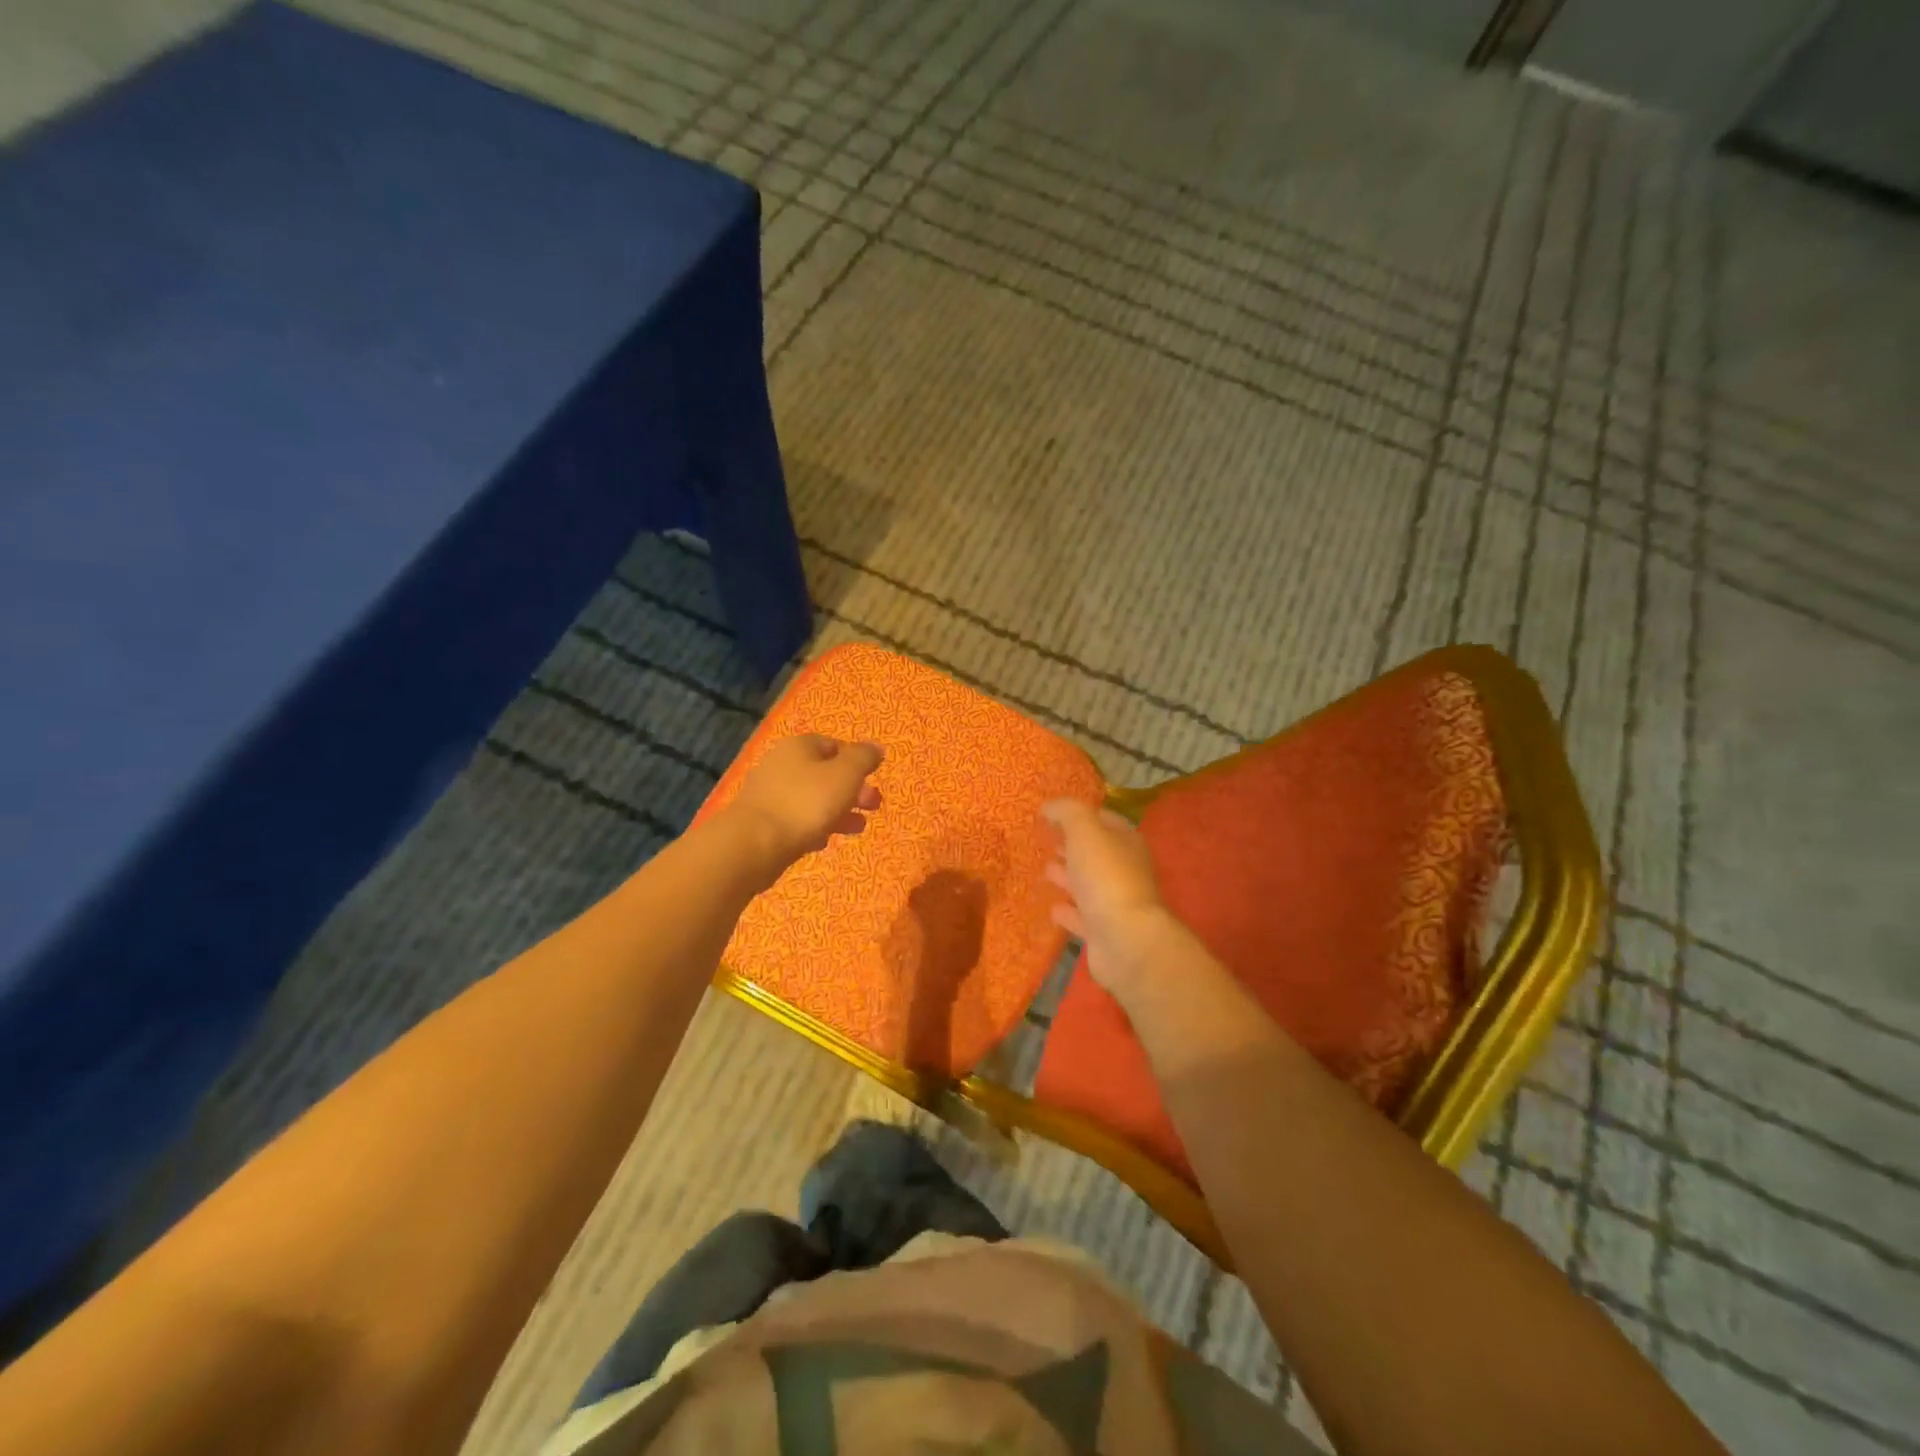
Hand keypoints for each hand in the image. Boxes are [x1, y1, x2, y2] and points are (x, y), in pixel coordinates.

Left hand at [727, 735, 883, 873]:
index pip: (834, 745)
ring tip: (858, 828)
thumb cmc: (806, 802)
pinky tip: (825, 841)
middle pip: (824, 773)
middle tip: (873, 805)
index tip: (873, 779)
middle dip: (852, 789)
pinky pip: (796, 820)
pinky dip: (814, 827)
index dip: (857, 761)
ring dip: (838, 811)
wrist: (754, 844)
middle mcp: (781, 764)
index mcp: (800, 746)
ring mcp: (769, 795)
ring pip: (812, 799)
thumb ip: (864, 758)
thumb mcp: (845, 774)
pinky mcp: (763, 823)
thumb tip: (876, 748)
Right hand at [1041, 799, 1179, 996]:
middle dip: (1073, 846)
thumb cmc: (1106, 876)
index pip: (1105, 820)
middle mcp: (1125, 870)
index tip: (1053, 814)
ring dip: (1068, 877)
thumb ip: (1067, 812)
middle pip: (1096, 853)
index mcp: (1126, 843)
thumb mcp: (1085, 831)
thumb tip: (1050, 806)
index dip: (1081, 815)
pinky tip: (1052, 908)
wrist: (1124, 940)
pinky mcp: (1104, 933)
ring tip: (1045, 870)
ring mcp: (1116, 903)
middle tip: (1047, 841)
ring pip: (1089, 884)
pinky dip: (1068, 912)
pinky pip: (1082, 917)